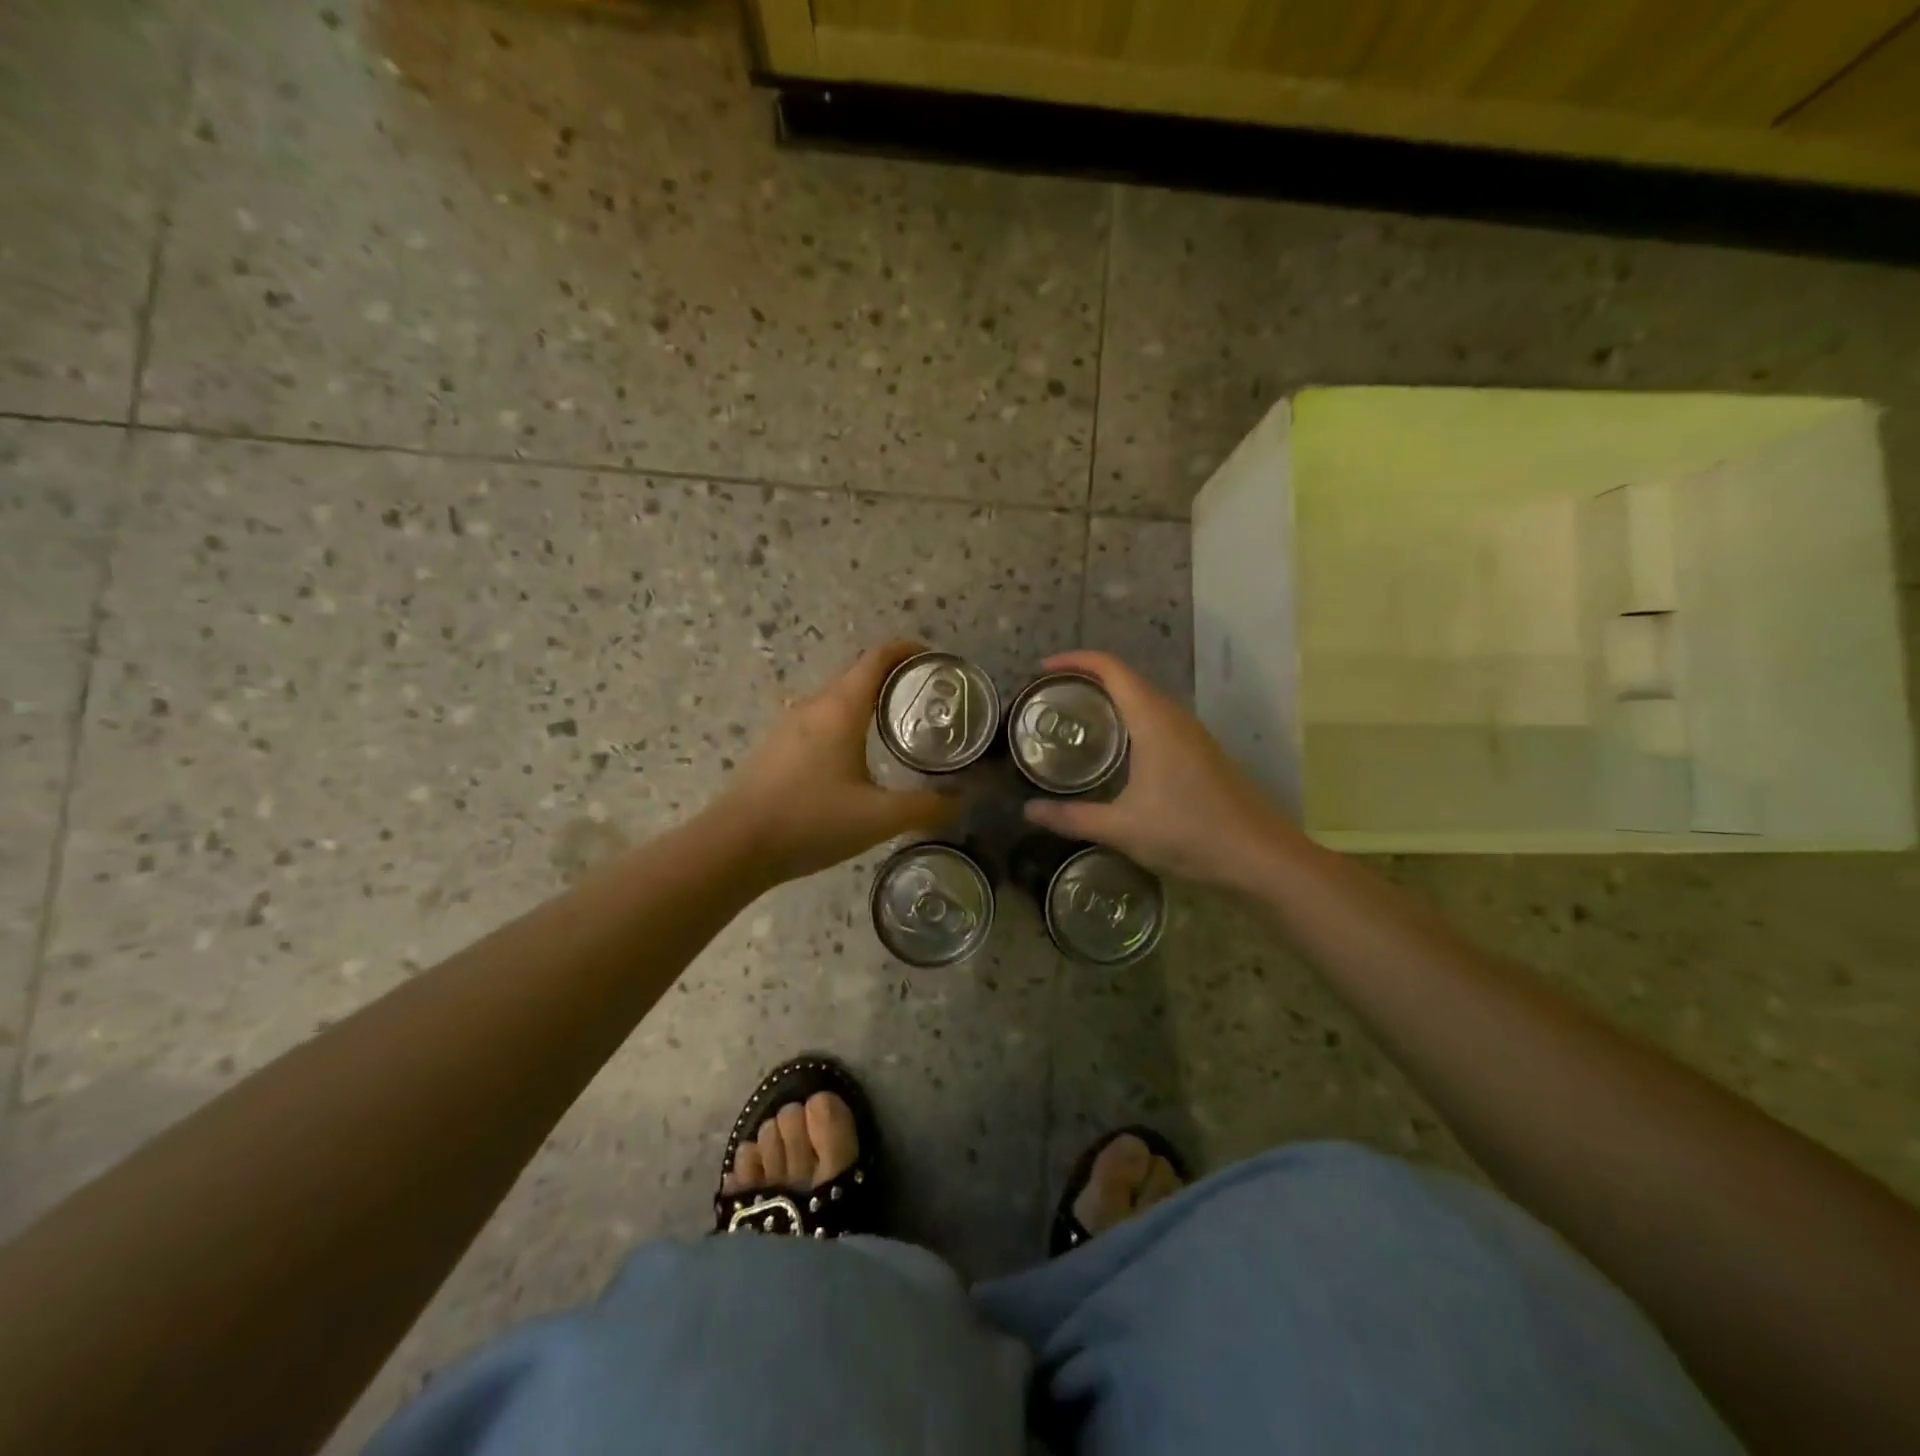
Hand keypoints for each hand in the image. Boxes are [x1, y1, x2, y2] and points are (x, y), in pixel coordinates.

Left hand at [716, 640, 957, 883]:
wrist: (735, 846)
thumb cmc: (811, 821)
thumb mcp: (878, 818)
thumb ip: (925, 807)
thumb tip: (960, 800)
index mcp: (840, 709)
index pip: (877, 659)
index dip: (907, 650)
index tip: (933, 658)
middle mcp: (813, 707)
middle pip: (857, 677)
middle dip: (892, 680)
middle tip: (924, 700)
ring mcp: (788, 727)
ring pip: (835, 702)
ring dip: (866, 704)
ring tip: (894, 729)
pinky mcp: (774, 749)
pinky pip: (818, 723)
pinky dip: (844, 725)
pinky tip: (852, 760)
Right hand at [1021, 650, 1296, 886]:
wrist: (1260, 857)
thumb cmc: (1190, 834)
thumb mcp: (1122, 829)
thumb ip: (1072, 817)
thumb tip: (1028, 811)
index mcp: (1153, 721)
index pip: (1111, 669)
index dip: (1075, 661)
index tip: (1042, 671)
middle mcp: (1174, 717)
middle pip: (1126, 678)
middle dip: (1086, 679)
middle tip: (1050, 699)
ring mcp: (1191, 734)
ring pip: (1143, 700)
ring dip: (1109, 699)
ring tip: (1074, 719)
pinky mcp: (1200, 752)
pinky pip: (1156, 720)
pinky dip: (1127, 720)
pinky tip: (1113, 752)